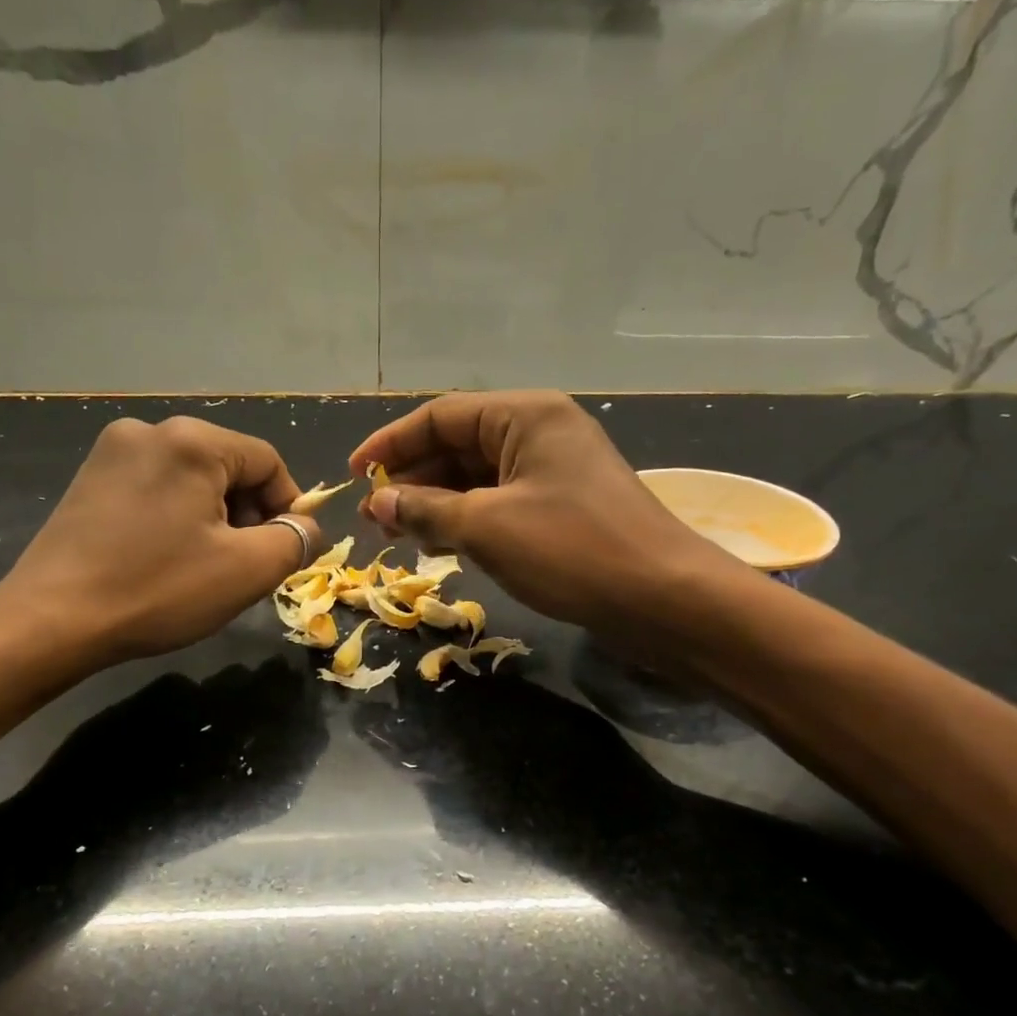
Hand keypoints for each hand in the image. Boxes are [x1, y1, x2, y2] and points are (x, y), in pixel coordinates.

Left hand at [0, 416, 319, 671]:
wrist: (52, 621)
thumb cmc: (159, 590)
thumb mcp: (247, 570)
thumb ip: (295, 540)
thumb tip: (306, 528)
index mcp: (192, 439)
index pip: (268, 462)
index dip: (288, 508)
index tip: (285, 553)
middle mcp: (150, 430)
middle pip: (228, 467)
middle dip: (248, 516)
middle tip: (245, 566)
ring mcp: (111, 452)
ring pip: (192, 480)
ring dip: (215, 520)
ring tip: (206, 568)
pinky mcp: (89, 479)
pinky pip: (157, 489)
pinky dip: (177, 519)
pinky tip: (167, 559)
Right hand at [348, 392, 756, 637]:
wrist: (663, 599)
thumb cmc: (571, 550)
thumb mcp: (487, 527)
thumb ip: (425, 511)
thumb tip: (377, 503)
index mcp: (524, 416)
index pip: (440, 417)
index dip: (390, 444)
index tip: (353, 477)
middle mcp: (540, 433)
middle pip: (458, 446)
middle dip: (412, 480)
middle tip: (373, 517)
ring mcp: (554, 472)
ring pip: (478, 479)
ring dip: (436, 504)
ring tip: (398, 535)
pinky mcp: (563, 509)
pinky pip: (500, 504)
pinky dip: (468, 521)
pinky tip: (442, 547)